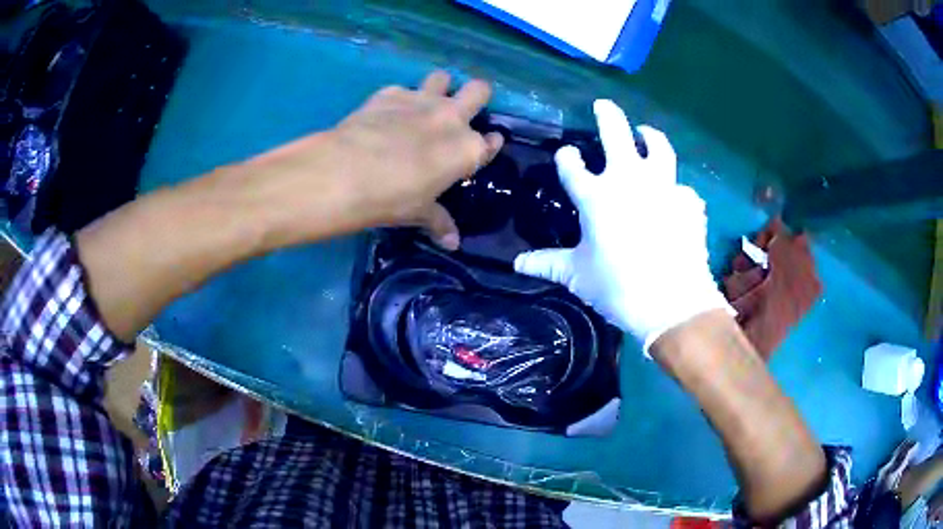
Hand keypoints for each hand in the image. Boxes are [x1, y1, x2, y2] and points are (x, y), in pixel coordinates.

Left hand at [233, 70, 502, 249]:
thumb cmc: (392, 198)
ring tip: (423, 104)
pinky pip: (402, 89)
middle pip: (479, 90)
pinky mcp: (390, 93)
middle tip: (460, 111)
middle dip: (476, 96)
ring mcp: (421, 100)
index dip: (489, 143)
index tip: (484, 146)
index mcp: (467, 149)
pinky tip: (384, 115)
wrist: (347, 172)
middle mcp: (451, 117)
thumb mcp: (417, 213)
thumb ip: (439, 222)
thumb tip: (452, 244)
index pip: (491, 141)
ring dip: (438, 87)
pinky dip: (398, 100)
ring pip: (442, 77)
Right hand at [513, 100, 730, 349]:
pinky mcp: (688, 201)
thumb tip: (517, 265)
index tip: (567, 154)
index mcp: (596, 196)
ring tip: (646, 132)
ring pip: (658, 147)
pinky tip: (675, 200)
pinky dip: (676, 191)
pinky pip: (682, 189)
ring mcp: (663, 186)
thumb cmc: (618, 287)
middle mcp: (629, 179)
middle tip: (603, 105)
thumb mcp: (578, 276)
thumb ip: (548, 264)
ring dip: (650, 135)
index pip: (573, 167)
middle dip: (608, 116)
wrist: (672, 301)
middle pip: (616, 135)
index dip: (567, 158)